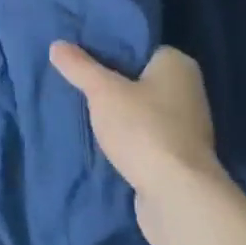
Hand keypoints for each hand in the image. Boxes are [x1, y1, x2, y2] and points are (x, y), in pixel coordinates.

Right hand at [49, 41, 221, 244]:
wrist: (178, 199)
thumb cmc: (144, 129)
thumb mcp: (103, 92)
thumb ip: (80, 67)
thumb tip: (57, 45)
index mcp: (178, 64)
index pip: (140, 47)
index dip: (111, 49)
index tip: (83, 55)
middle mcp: (189, 91)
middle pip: (140, 79)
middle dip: (113, 85)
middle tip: (80, 83)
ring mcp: (188, 129)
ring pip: (143, 111)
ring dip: (121, 116)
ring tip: (87, 113)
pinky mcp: (181, 160)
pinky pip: (147, 138)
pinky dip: (130, 140)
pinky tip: (105, 143)